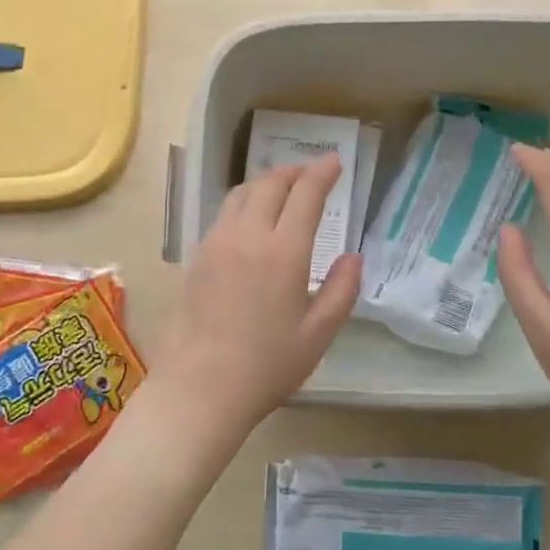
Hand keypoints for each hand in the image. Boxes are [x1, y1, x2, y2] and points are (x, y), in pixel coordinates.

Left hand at [156, 154, 359, 440]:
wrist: (199, 388)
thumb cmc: (266, 366)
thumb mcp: (318, 334)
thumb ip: (342, 290)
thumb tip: (353, 257)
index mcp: (284, 251)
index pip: (306, 194)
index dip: (323, 172)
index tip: (335, 161)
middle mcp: (248, 236)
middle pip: (270, 184)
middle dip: (294, 172)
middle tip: (311, 174)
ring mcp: (216, 243)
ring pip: (241, 193)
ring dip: (266, 183)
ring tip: (281, 190)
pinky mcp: (196, 257)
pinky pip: (223, 214)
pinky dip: (244, 202)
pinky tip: (250, 221)